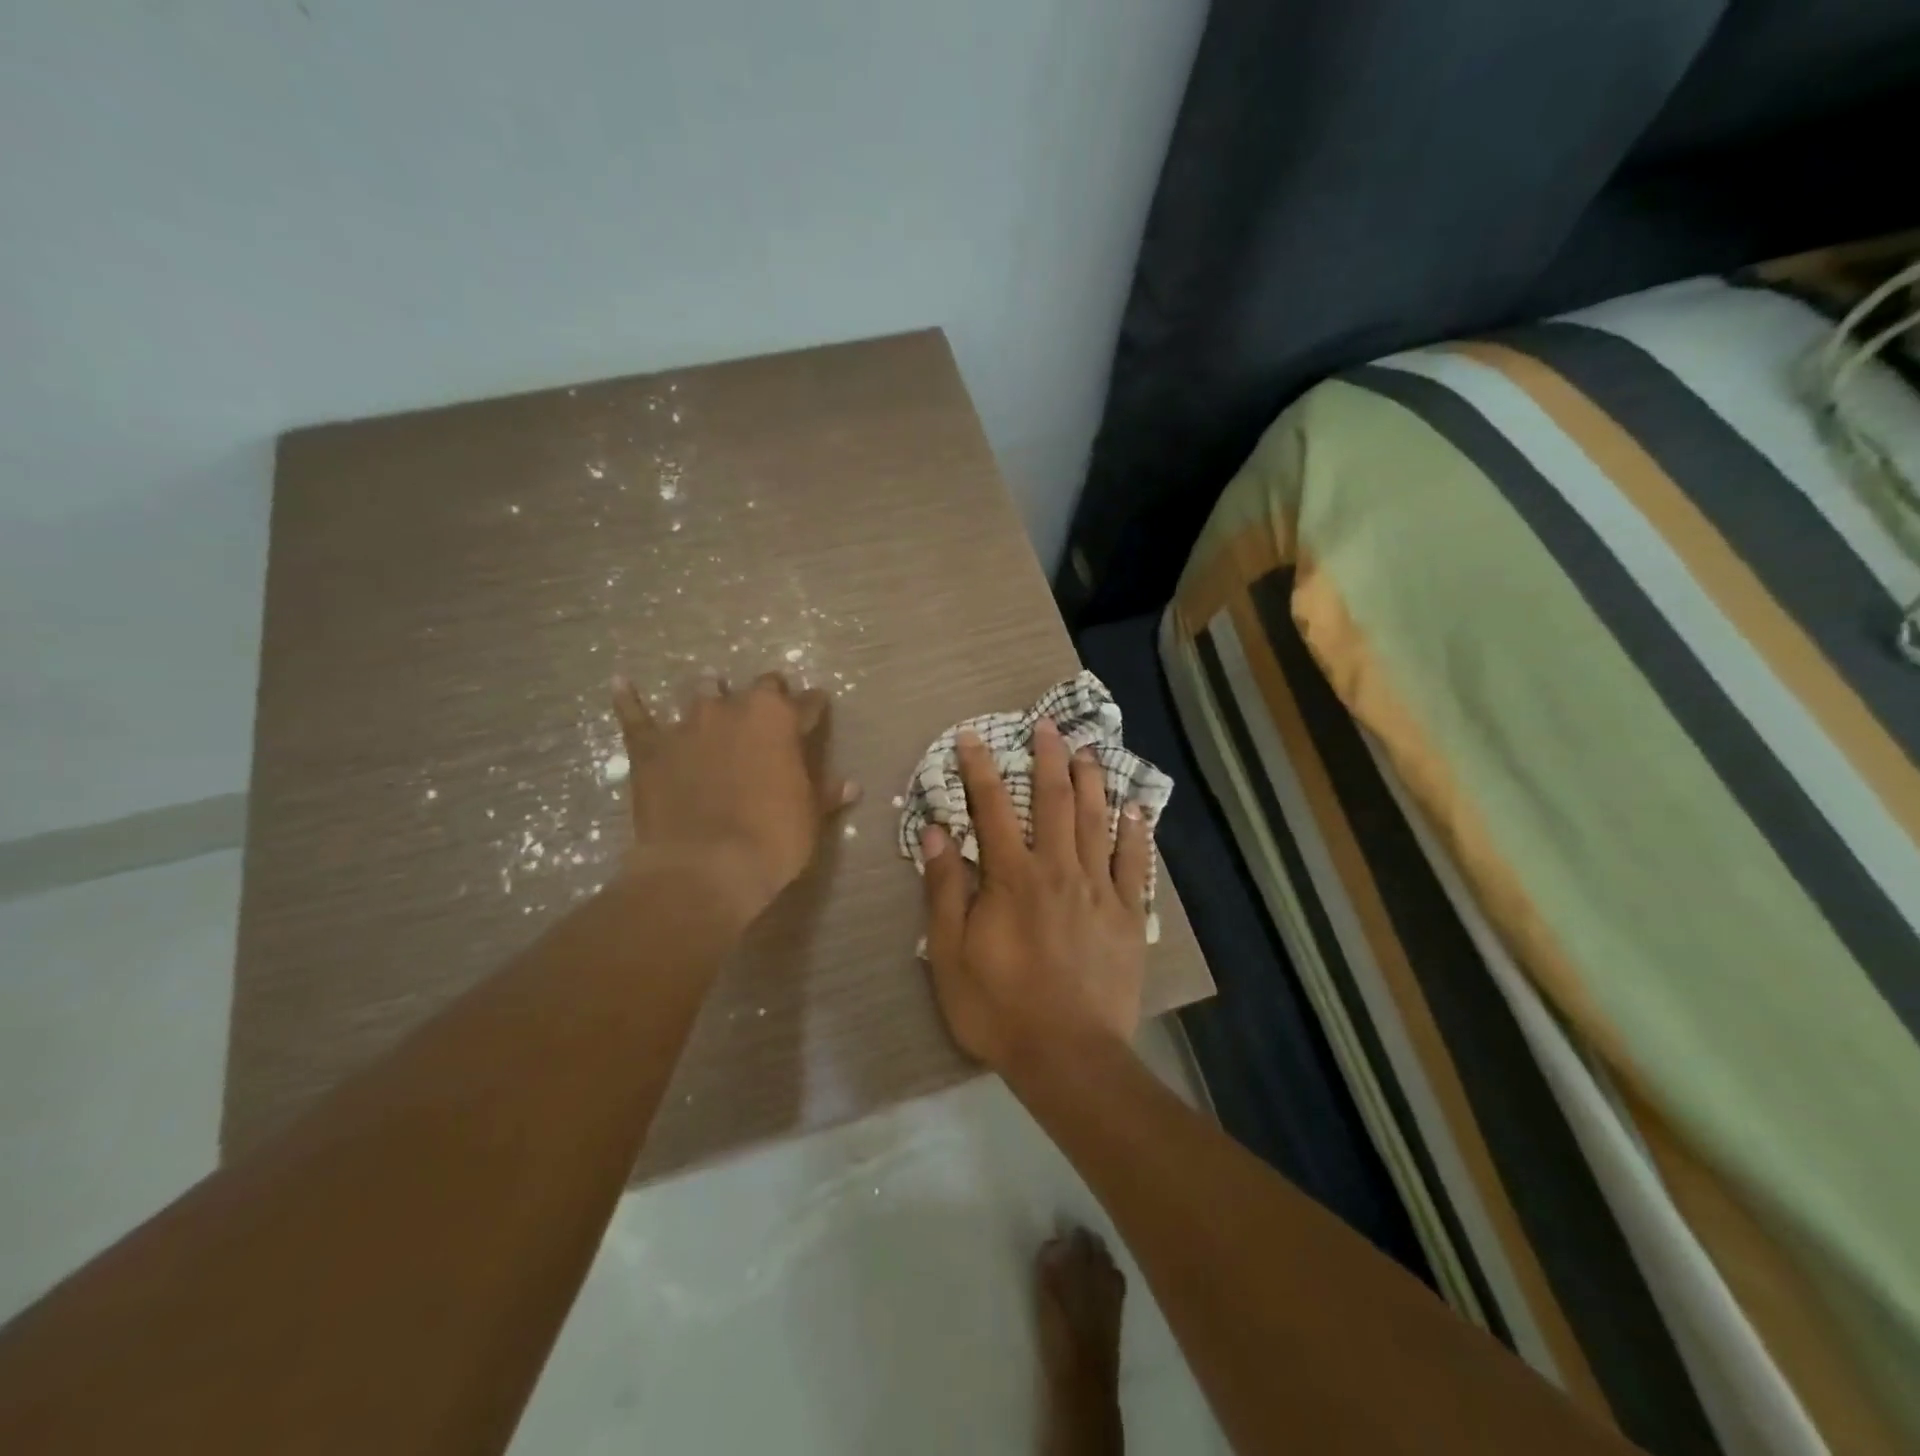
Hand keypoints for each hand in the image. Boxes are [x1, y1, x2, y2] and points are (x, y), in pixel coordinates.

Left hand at [612, 672, 855, 925]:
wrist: (704, 867)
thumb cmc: (771, 839)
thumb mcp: (809, 818)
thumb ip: (826, 794)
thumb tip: (851, 785)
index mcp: (781, 720)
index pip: (807, 702)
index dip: (814, 708)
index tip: (816, 711)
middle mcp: (736, 709)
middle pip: (759, 687)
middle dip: (767, 696)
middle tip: (769, 714)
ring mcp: (689, 724)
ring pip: (704, 692)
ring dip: (713, 695)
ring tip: (713, 699)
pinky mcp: (650, 746)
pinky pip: (636, 715)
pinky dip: (630, 700)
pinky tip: (622, 684)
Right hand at [920, 716, 1149, 1073]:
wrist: (1068, 1055)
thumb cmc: (999, 1007)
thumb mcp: (950, 954)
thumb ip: (944, 890)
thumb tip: (936, 833)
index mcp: (1012, 878)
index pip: (992, 808)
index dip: (981, 768)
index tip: (973, 736)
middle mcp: (1058, 870)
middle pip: (1054, 801)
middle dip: (1048, 758)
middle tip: (1046, 725)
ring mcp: (1098, 889)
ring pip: (1096, 821)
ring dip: (1091, 781)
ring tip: (1089, 750)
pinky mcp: (1127, 914)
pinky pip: (1133, 862)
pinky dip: (1135, 831)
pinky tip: (1136, 808)